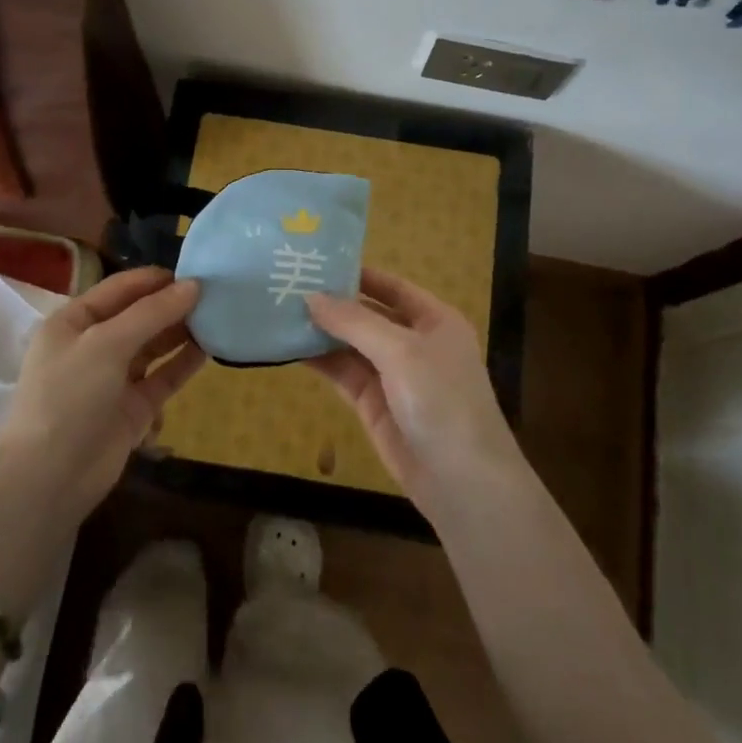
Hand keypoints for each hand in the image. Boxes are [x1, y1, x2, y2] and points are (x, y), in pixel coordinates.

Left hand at [0, 267, 205, 523]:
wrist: (49, 478)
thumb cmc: (69, 396)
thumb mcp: (106, 344)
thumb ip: (151, 313)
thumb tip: (194, 285)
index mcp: (74, 321)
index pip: (120, 289)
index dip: (156, 279)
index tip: (196, 271)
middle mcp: (94, 345)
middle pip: (139, 315)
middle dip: (173, 304)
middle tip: (216, 294)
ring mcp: (114, 378)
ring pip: (154, 345)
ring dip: (181, 331)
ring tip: (218, 316)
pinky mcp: (134, 407)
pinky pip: (163, 376)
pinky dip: (184, 363)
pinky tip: (210, 349)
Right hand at [305, 268, 522, 510]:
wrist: (461, 480)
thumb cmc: (441, 399)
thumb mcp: (400, 351)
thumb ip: (354, 322)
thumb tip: (310, 297)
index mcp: (434, 320)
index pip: (392, 286)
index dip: (358, 274)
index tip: (317, 262)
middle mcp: (414, 342)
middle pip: (369, 314)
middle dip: (334, 303)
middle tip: (288, 284)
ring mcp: (393, 375)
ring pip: (352, 345)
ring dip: (322, 331)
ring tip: (280, 311)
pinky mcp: (374, 404)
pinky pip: (344, 374)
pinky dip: (321, 360)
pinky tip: (291, 347)